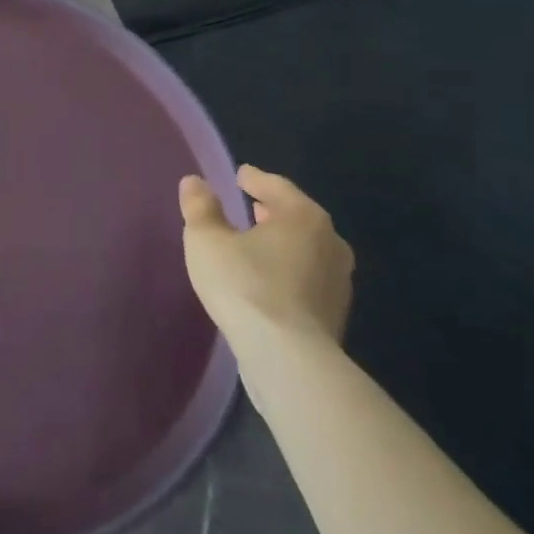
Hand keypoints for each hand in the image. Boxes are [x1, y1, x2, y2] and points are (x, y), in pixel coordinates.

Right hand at [180, 165, 353, 354]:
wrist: (288, 358)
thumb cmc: (245, 285)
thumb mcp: (207, 240)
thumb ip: (200, 207)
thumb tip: (194, 182)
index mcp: (303, 216)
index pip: (277, 186)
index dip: (255, 179)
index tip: (241, 175)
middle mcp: (330, 242)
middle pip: (298, 217)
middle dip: (273, 211)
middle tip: (251, 207)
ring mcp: (338, 281)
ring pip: (306, 249)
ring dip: (283, 243)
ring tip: (258, 245)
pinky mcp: (335, 314)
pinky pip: (307, 279)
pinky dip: (289, 271)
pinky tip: (268, 281)